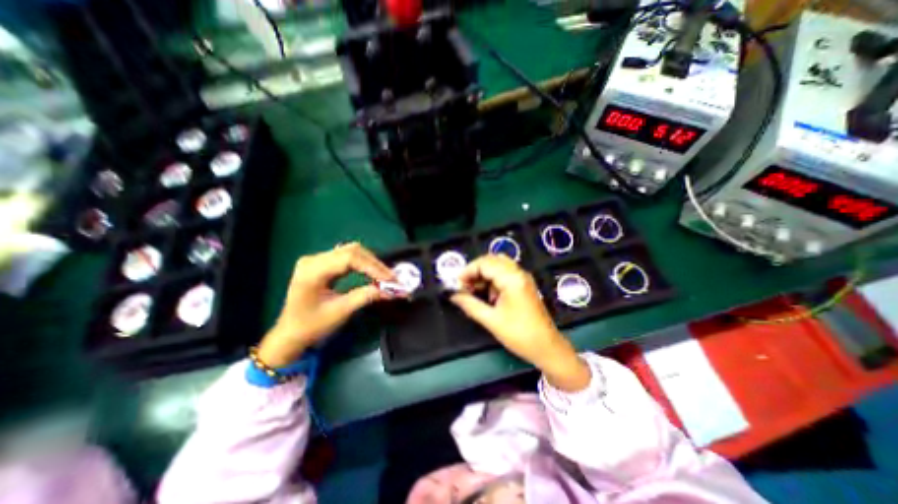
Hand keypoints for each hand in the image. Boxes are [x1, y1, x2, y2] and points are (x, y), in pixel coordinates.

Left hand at [253, 242, 394, 366]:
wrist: (290, 335)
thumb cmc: (311, 326)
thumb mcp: (340, 312)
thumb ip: (366, 296)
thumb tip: (392, 290)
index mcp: (312, 271)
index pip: (349, 258)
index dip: (373, 267)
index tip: (391, 279)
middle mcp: (313, 259)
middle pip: (352, 251)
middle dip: (375, 264)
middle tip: (391, 278)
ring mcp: (317, 260)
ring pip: (351, 251)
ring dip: (371, 262)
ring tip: (385, 276)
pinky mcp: (322, 264)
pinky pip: (347, 257)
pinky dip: (363, 264)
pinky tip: (372, 272)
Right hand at [450, 255, 590, 389]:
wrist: (546, 348)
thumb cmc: (519, 334)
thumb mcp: (491, 320)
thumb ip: (470, 304)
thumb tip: (453, 295)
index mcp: (512, 278)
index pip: (485, 264)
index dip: (468, 271)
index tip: (457, 284)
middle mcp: (519, 273)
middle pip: (492, 260)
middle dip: (475, 271)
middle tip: (464, 286)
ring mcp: (522, 278)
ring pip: (498, 266)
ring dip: (483, 275)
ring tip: (473, 290)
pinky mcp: (523, 285)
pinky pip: (504, 274)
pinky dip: (492, 280)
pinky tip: (486, 294)